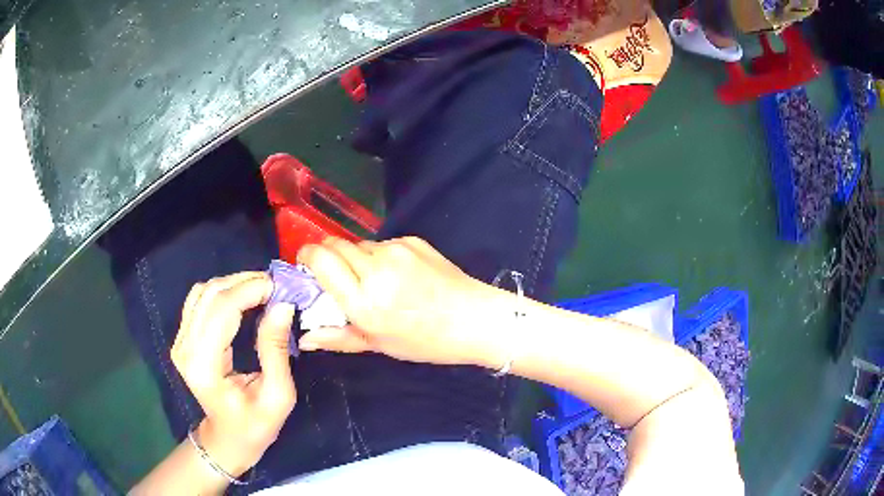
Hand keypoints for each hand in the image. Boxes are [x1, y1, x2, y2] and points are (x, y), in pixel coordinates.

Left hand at [170, 272, 295, 476]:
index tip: (281, 288)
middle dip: (246, 282)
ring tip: (263, 290)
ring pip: (204, 291)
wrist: (228, 438)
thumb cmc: (256, 425)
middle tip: (277, 287)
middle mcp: (185, 348)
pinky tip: (242, 298)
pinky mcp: (183, 338)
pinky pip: (199, 300)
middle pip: (211, 295)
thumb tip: (283, 305)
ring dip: (234, 283)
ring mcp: (180, 341)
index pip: (222, 310)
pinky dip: (223, 292)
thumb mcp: (278, 395)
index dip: (251, 290)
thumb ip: (276, 350)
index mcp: (204, 365)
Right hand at [296, 237, 506, 366]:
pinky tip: (397, 275)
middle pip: (335, 245)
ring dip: (355, 258)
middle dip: (328, 257)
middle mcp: (377, 269)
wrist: (474, 319)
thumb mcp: (379, 345)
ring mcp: (397, 250)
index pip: (320, 259)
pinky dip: (379, 256)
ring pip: (359, 244)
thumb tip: (303, 339)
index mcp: (364, 301)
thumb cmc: (425, 341)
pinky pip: (382, 244)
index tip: (306, 265)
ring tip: (373, 281)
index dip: (307, 256)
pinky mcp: (413, 240)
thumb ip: (337, 338)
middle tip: (337, 277)